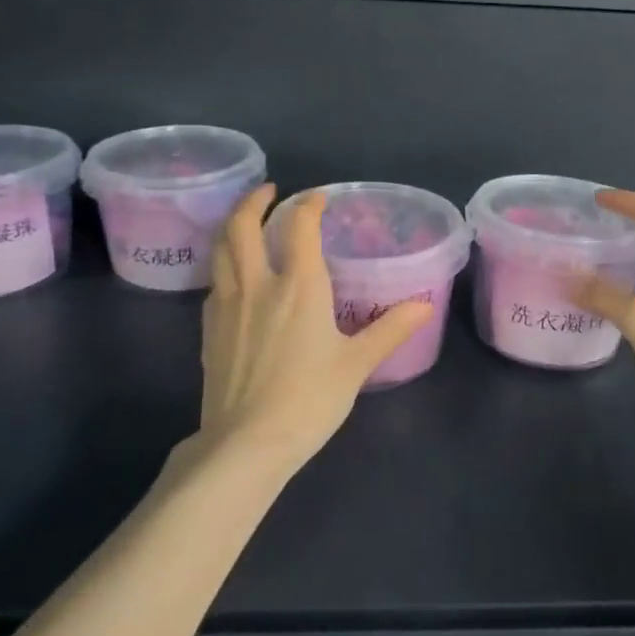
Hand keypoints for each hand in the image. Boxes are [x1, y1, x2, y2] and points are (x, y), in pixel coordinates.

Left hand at [199, 184, 431, 468]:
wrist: (246, 444)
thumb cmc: (309, 400)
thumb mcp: (357, 364)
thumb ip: (391, 329)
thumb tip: (425, 306)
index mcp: (298, 286)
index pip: (300, 225)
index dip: (309, 204)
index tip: (319, 197)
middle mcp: (258, 284)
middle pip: (242, 226)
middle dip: (253, 201)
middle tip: (269, 191)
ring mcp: (227, 305)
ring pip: (220, 249)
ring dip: (231, 225)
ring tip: (246, 221)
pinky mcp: (209, 329)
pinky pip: (214, 280)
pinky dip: (224, 262)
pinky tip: (235, 274)